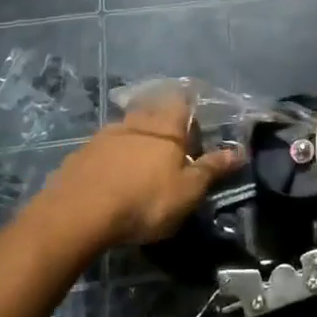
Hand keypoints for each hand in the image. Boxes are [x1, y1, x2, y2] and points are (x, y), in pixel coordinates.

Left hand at [43, 91, 244, 247]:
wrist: (78, 214)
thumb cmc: (144, 200)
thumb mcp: (187, 191)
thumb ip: (211, 169)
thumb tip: (239, 151)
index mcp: (165, 126)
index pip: (182, 102)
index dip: (190, 109)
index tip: (197, 124)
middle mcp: (135, 121)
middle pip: (153, 111)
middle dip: (163, 124)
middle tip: (172, 146)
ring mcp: (104, 135)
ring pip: (127, 129)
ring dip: (136, 141)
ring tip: (142, 164)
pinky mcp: (80, 154)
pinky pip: (104, 149)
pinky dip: (112, 158)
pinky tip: (112, 177)